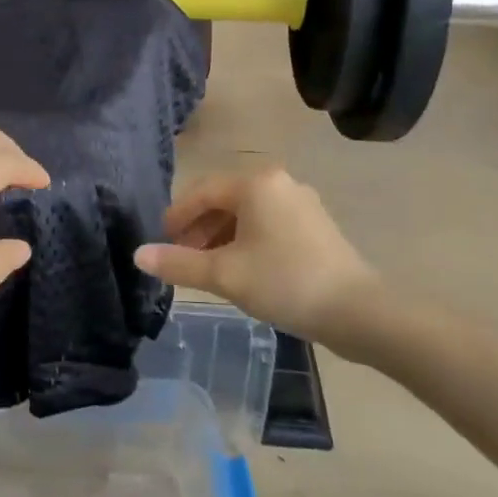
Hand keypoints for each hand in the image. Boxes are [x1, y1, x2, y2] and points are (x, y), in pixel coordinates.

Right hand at [134, 168, 384, 351]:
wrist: (359, 313)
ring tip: (207, 269)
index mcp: (256, 184)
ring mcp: (302, 204)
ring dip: (221, 238)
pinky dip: (247, 242)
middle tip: (181, 259)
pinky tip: (241, 271)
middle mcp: (280, 183)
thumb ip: (178, 263)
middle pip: (224, 201)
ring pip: (247, 215)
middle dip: (199, 229)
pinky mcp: (316, 227)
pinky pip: (268, 225)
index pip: (202, 192)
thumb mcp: (224, 275)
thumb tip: (138, 255)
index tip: (161, 242)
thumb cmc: (285, 282)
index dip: (177, 217)